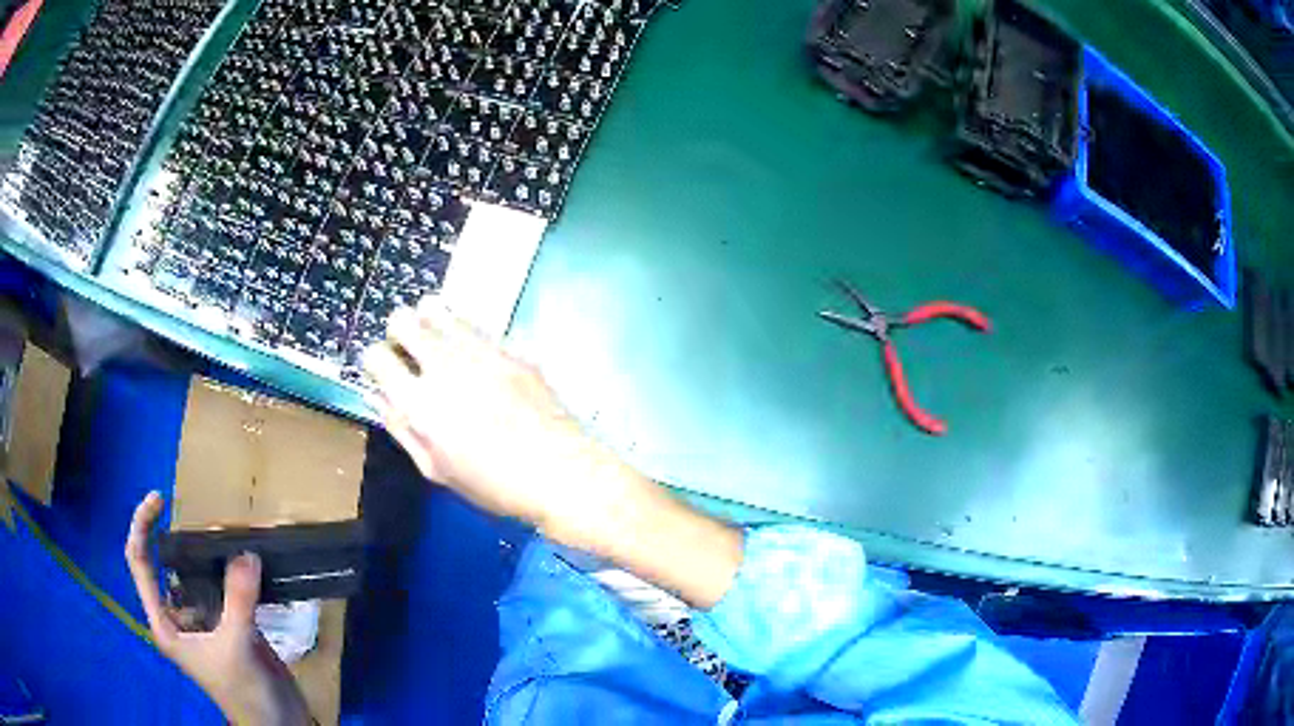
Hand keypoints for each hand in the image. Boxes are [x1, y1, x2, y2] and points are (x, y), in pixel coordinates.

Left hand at [125, 492, 310, 724]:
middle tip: (193, 514)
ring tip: (227, 535)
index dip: (143, 527)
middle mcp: (177, 618)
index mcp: (165, 623)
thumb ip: (238, 599)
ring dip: (208, 555)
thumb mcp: (237, 647)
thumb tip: (246, 552)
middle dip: (175, 538)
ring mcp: (203, 621)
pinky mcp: (228, 626)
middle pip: (164, 565)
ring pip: (195, 575)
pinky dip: (231, 573)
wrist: (279, 725)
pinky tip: (247, 563)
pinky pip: (222, 588)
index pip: (140, 564)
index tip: (160, 499)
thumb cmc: (245, 694)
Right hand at [362, 297, 742, 607]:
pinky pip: (474, 324)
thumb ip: (401, 428)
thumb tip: (380, 396)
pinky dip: (465, 334)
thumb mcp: (436, 469)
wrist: (561, 471)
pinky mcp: (510, 346)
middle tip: (411, 355)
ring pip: (437, 309)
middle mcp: (443, 365)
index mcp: (419, 401)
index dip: (376, 363)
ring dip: (430, 325)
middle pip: (402, 318)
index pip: (375, 355)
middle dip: (398, 333)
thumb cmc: (493, 484)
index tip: (386, 373)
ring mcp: (480, 349)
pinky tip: (477, 358)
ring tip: (441, 349)